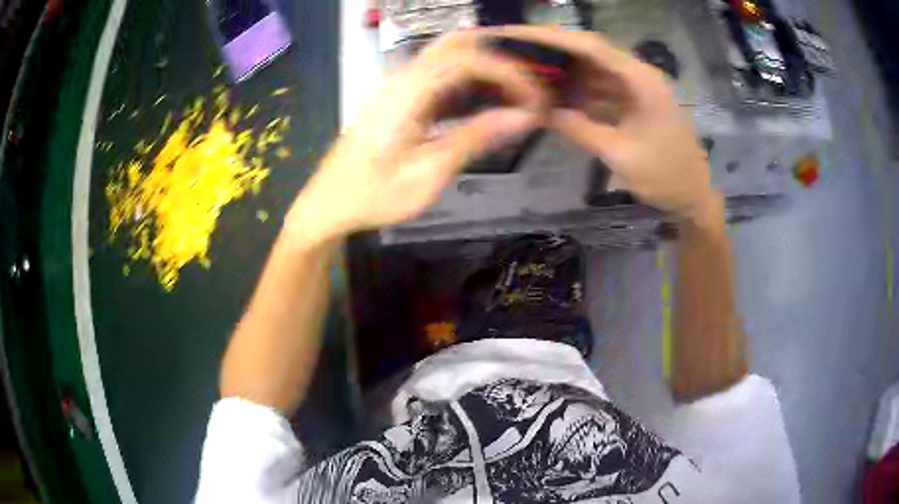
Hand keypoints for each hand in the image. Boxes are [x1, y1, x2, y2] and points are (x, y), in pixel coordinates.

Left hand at [287, 30, 548, 243]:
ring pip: (449, 56)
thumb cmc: (372, 196)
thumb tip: (523, 117)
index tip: (534, 97)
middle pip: (457, 44)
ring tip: (518, 94)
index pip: (467, 57)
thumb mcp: (427, 173)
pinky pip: (439, 76)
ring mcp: (398, 85)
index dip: (507, 71)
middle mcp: (402, 77)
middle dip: (500, 58)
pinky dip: (469, 82)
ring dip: (485, 68)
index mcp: (407, 92)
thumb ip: (475, 138)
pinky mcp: (399, 97)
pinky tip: (487, 103)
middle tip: (532, 84)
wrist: (327, 203)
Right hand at [496, 26, 719, 222]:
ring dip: (566, 71)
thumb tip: (541, 111)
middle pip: (591, 52)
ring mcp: (639, 88)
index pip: (590, 46)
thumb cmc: (664, 176)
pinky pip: (604, 88)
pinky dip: (581, 90)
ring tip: (530, 71)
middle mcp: (640, 75)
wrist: (694, 197)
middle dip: (554, 50)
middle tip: (517, 50)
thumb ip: (579, 129)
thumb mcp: (619, 154)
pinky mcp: (637, 102)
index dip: (552, 37)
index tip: (518, 34)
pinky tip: (558, 94)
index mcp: (641, 80)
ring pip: (595, 69)